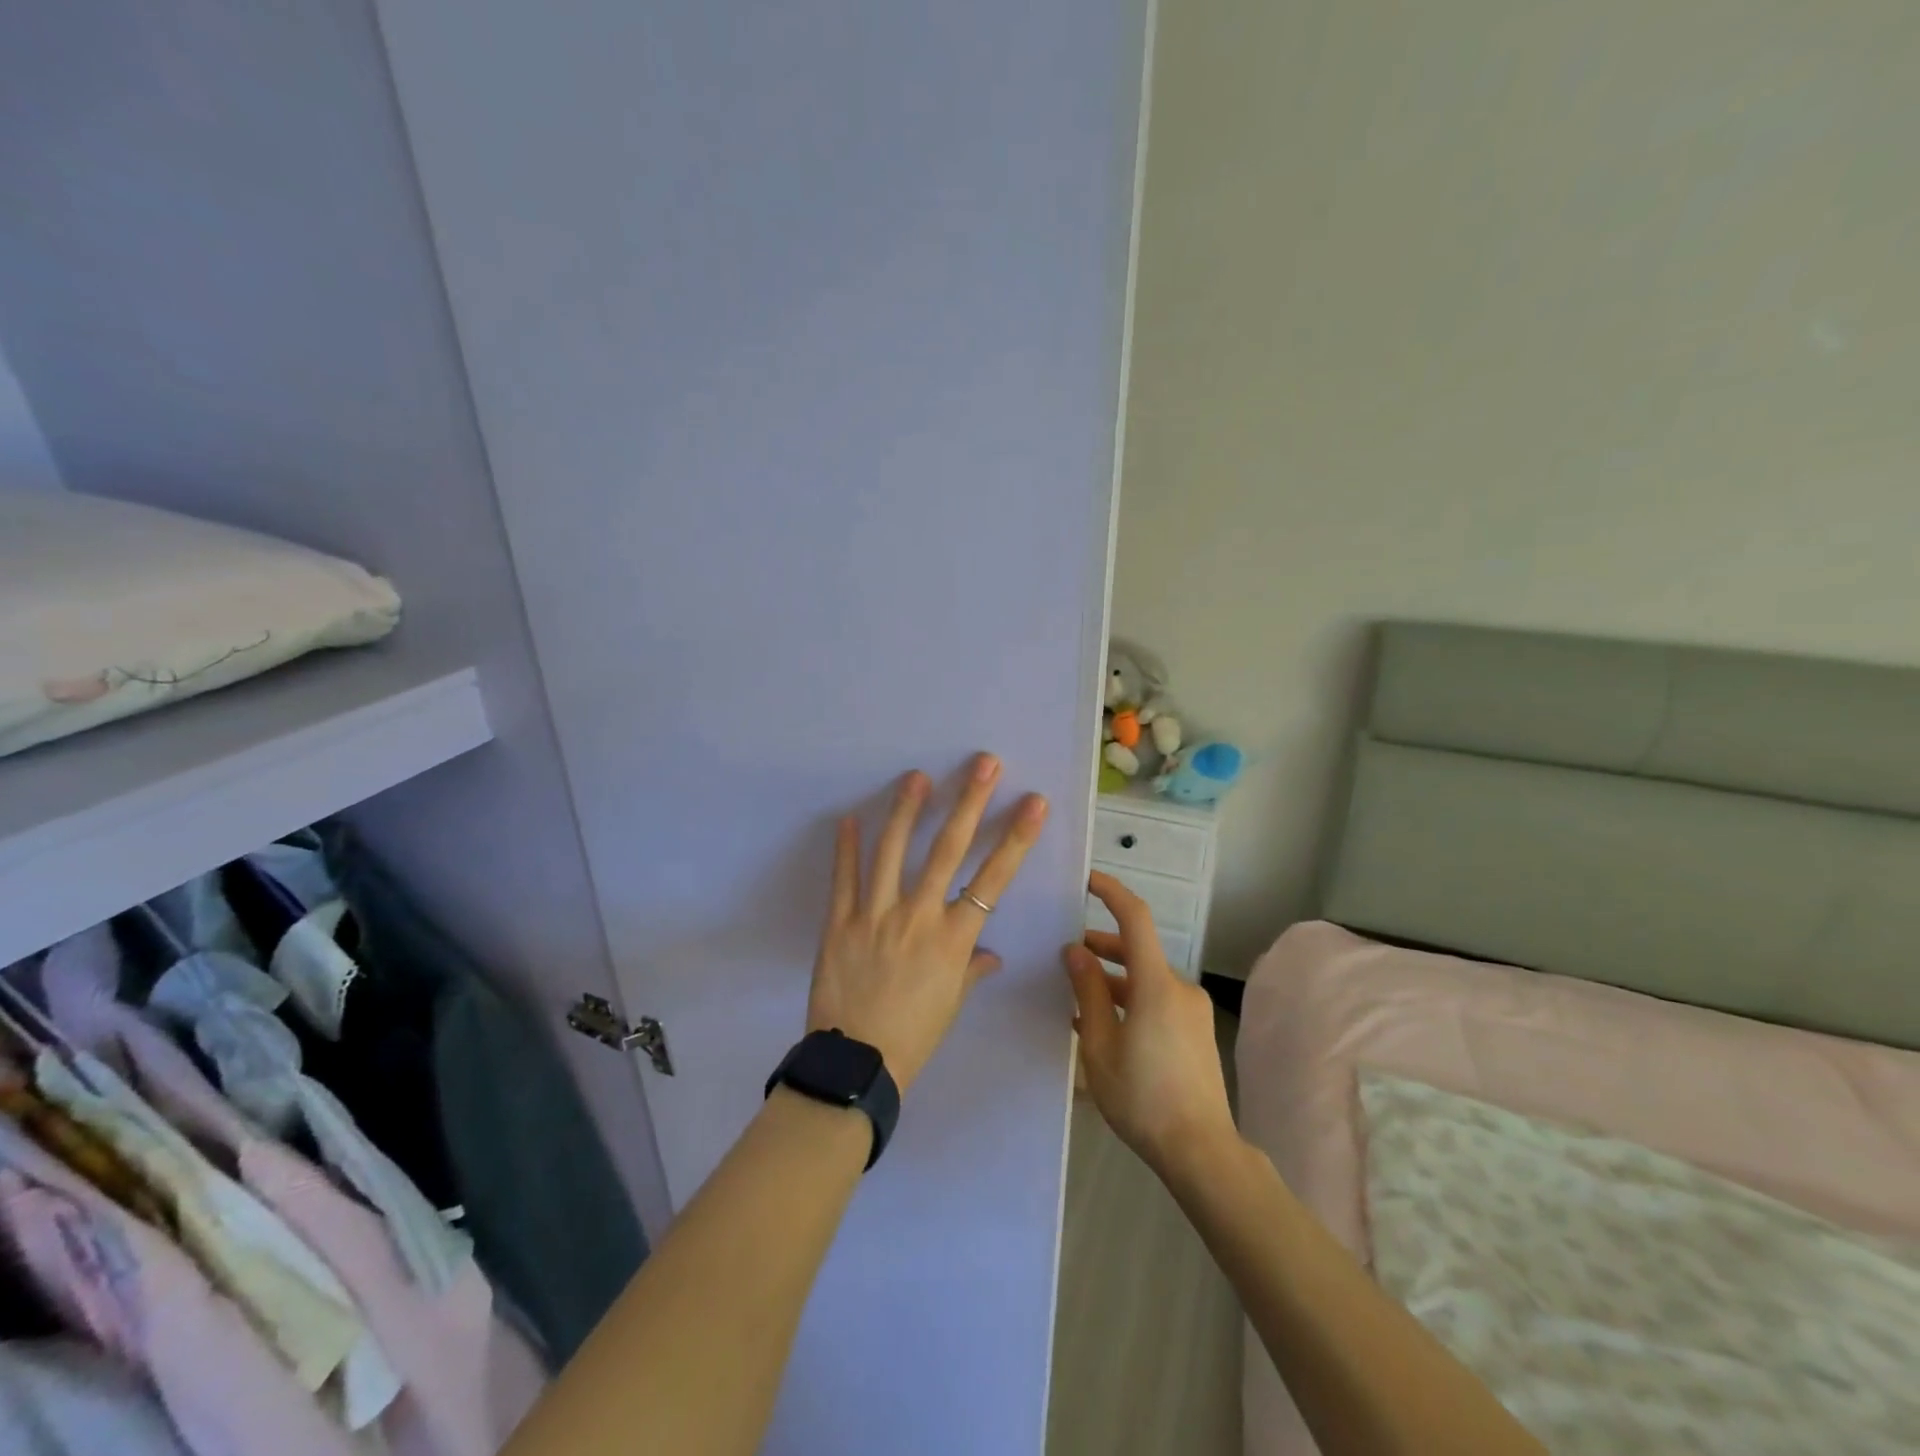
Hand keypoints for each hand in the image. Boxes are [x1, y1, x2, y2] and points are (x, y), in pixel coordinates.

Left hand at [808, 755, 1048, 1093]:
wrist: (856, 1065)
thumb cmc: (914, 1036)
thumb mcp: (951, 1003)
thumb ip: (971, 970)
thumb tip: (989, 955)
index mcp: (954, 938)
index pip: (993, 878)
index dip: (1016, 837)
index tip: (1032, 802)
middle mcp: (919, 916)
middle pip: (949, 849)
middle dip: (969, 802)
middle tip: (983, 763)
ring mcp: (875, 915)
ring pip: (893, 851)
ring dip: (907, 809)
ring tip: (916, 776)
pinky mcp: (839, 922)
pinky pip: (844, 878)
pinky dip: (846, 847)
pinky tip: (850, 817)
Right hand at [1064, 871, 1235, 1175]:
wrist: (1201, 1151)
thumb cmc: (1142, 1097)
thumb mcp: (1100, 1045)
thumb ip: (1087, 992)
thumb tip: (1075, 951)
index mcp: (1155, 984)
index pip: (1135, 918)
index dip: (1111, 892)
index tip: (1086, 881)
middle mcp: (1178, 987)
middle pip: (1137, 950)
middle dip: (1101, 947)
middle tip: (1066, 956)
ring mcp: (1191, 1009)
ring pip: (1146, 978)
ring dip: (1114, 978)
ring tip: (1077, 997)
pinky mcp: (1195, 1030)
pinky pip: (1158, 1000)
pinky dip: (1130, 999)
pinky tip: (1105, 1025)